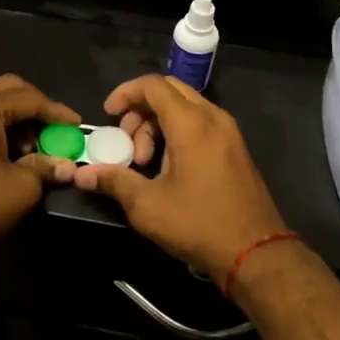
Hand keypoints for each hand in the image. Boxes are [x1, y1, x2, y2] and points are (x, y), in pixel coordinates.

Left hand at [0, 75, 79, 259]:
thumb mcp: (21, 186)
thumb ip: (45, 167)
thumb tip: (67, 165)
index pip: (28, 99)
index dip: (56, 111)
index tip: (76, 124)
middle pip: (6, 91)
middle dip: (34, 108)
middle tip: (54, 129)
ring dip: (14, 119)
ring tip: (31, 148)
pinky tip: (7, 154)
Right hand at [69, 75, 288, 279]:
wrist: (257, 254)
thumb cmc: (199, 224)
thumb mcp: (148, 206)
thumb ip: (114, 181)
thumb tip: (82, 174)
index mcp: (191, 123)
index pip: (153, 85)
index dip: (125, 93)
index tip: (108, 115)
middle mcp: (213, 117)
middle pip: (169, 91)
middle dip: (140, 110)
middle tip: (126, 142)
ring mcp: (228, 132)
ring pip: (185, 107)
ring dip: (158, 124)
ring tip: (145, 162)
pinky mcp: (235, 148)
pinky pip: (200, 123)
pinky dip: (178, 132)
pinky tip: (167, 167)